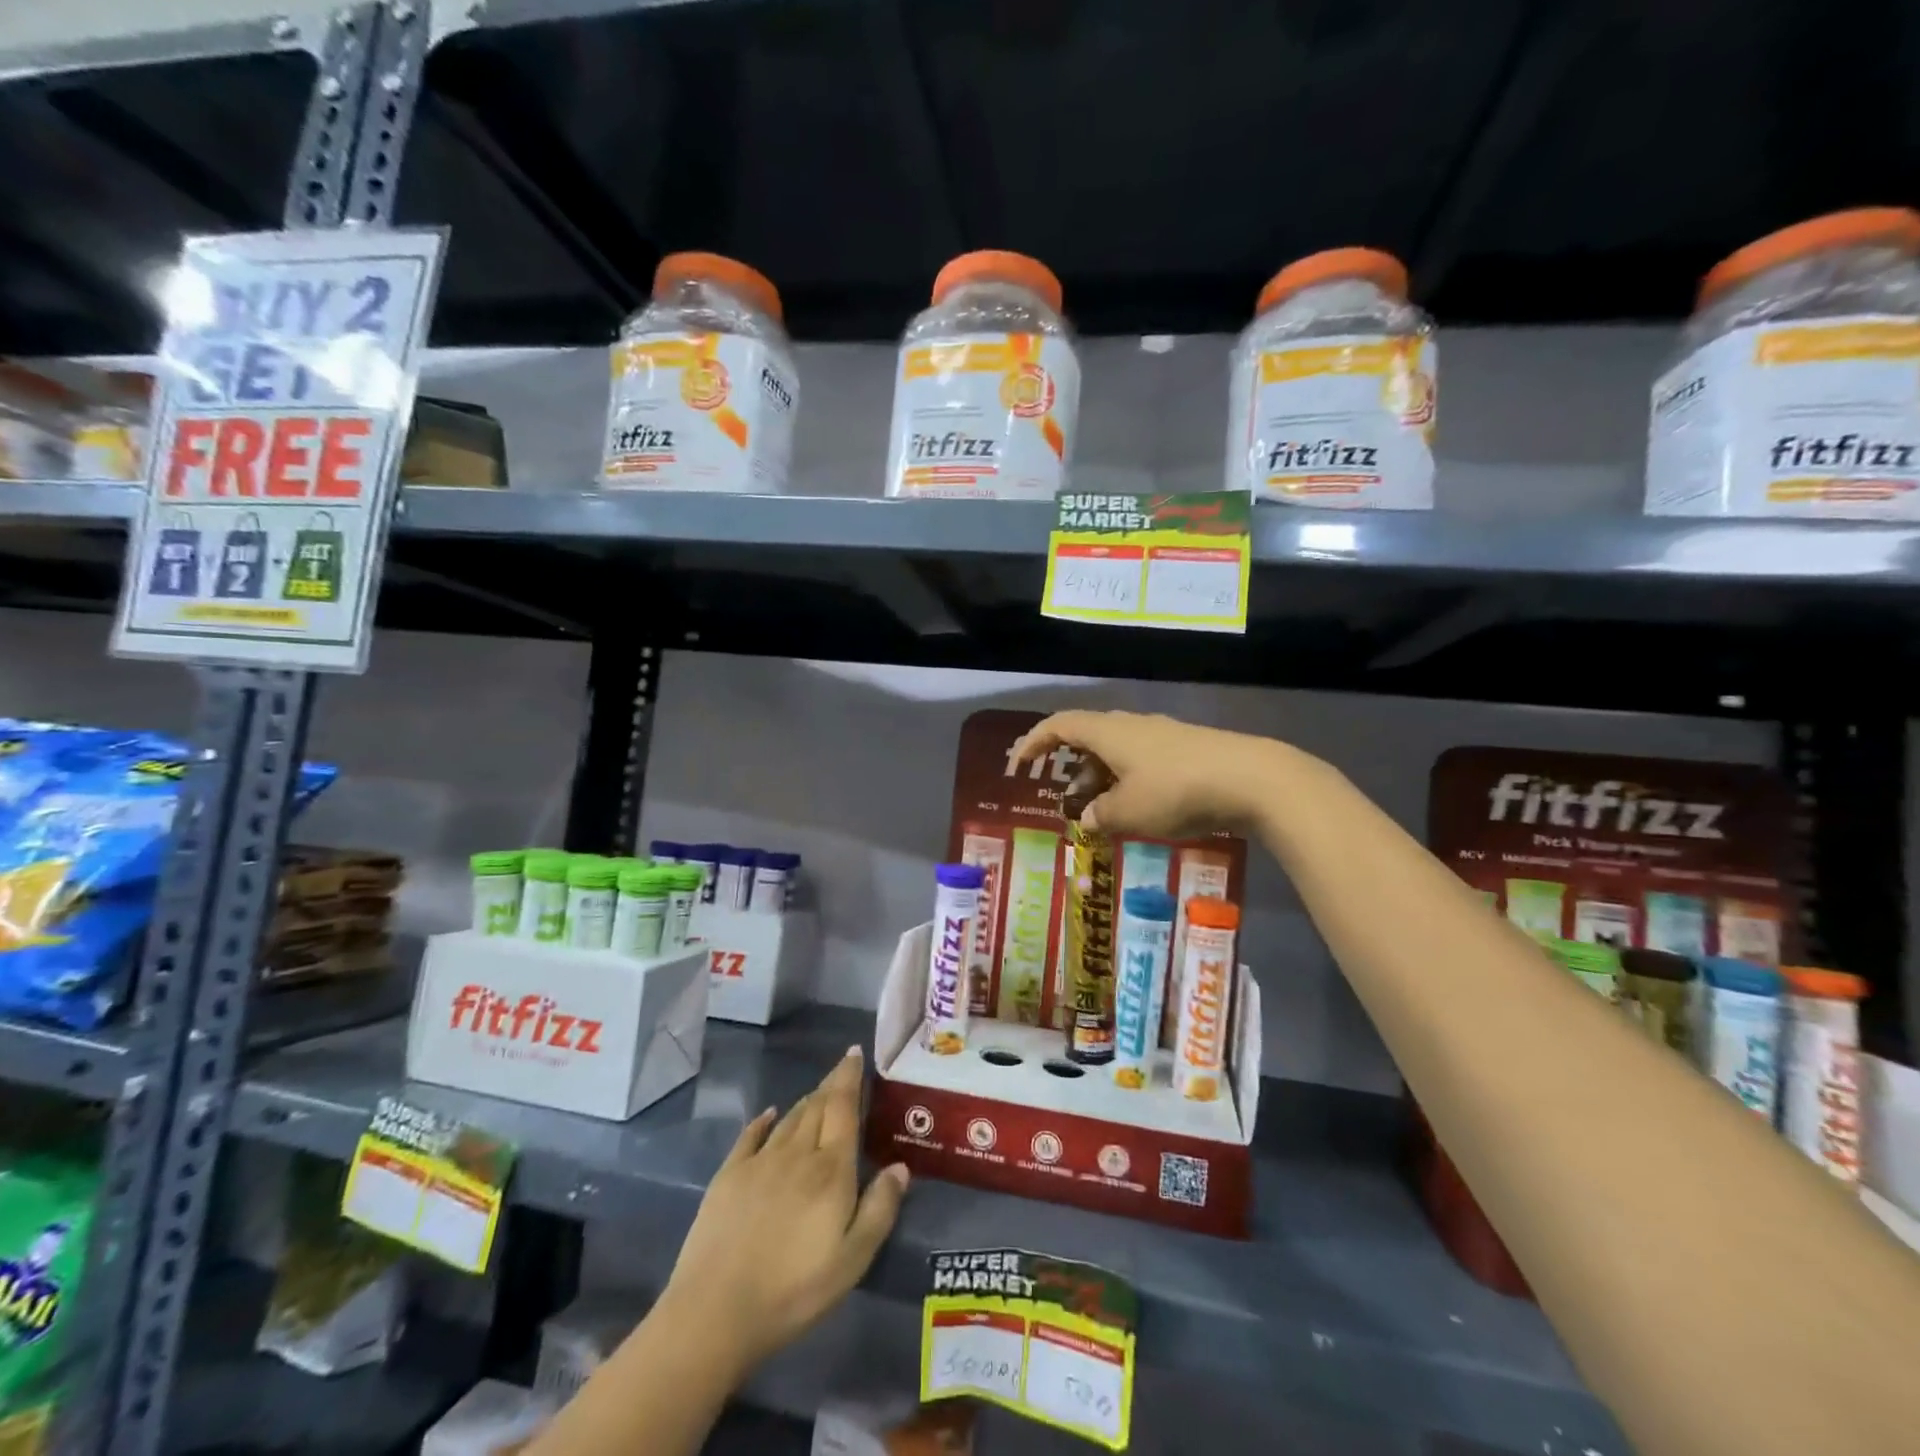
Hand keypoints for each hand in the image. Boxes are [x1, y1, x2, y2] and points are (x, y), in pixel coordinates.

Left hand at [659, 1046, 908, 1375]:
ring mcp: (759, 1162)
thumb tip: (900, 1166)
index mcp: (830, 1170)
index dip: (849, 1077)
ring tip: (818, 1093)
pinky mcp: (728, 1177)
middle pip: (817, 1107)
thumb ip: (879, 1209)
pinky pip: (751, 1136)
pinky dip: (764, 1121)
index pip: (842, 1108)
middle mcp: (796, 1153)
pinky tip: (770, 1115)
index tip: (854, 1053)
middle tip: (842, 1069)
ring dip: (806, 1102)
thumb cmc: (793, 1291)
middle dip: (831, 1084)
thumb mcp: (852, 1260)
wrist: (715, 1311)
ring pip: (789, 1119)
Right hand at [1012, 710, 1288, 838]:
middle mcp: (1131, 726)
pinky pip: (1142, 762)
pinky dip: (1128, 782)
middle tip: (1067, 802)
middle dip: (1071, 770)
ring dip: (1101, 780)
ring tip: (1102, 814)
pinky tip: (1139, 809)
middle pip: (1089, 739)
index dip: (1033, 743)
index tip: (1019, 767)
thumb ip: (1101, 816)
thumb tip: (1089, 818)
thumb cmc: (1176, 791)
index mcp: (1108, 733)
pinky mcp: (1186, 749)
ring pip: (1117, 752)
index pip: (1059, 726)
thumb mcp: (1129, 811)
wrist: (1251, 778)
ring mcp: (1162, 735)